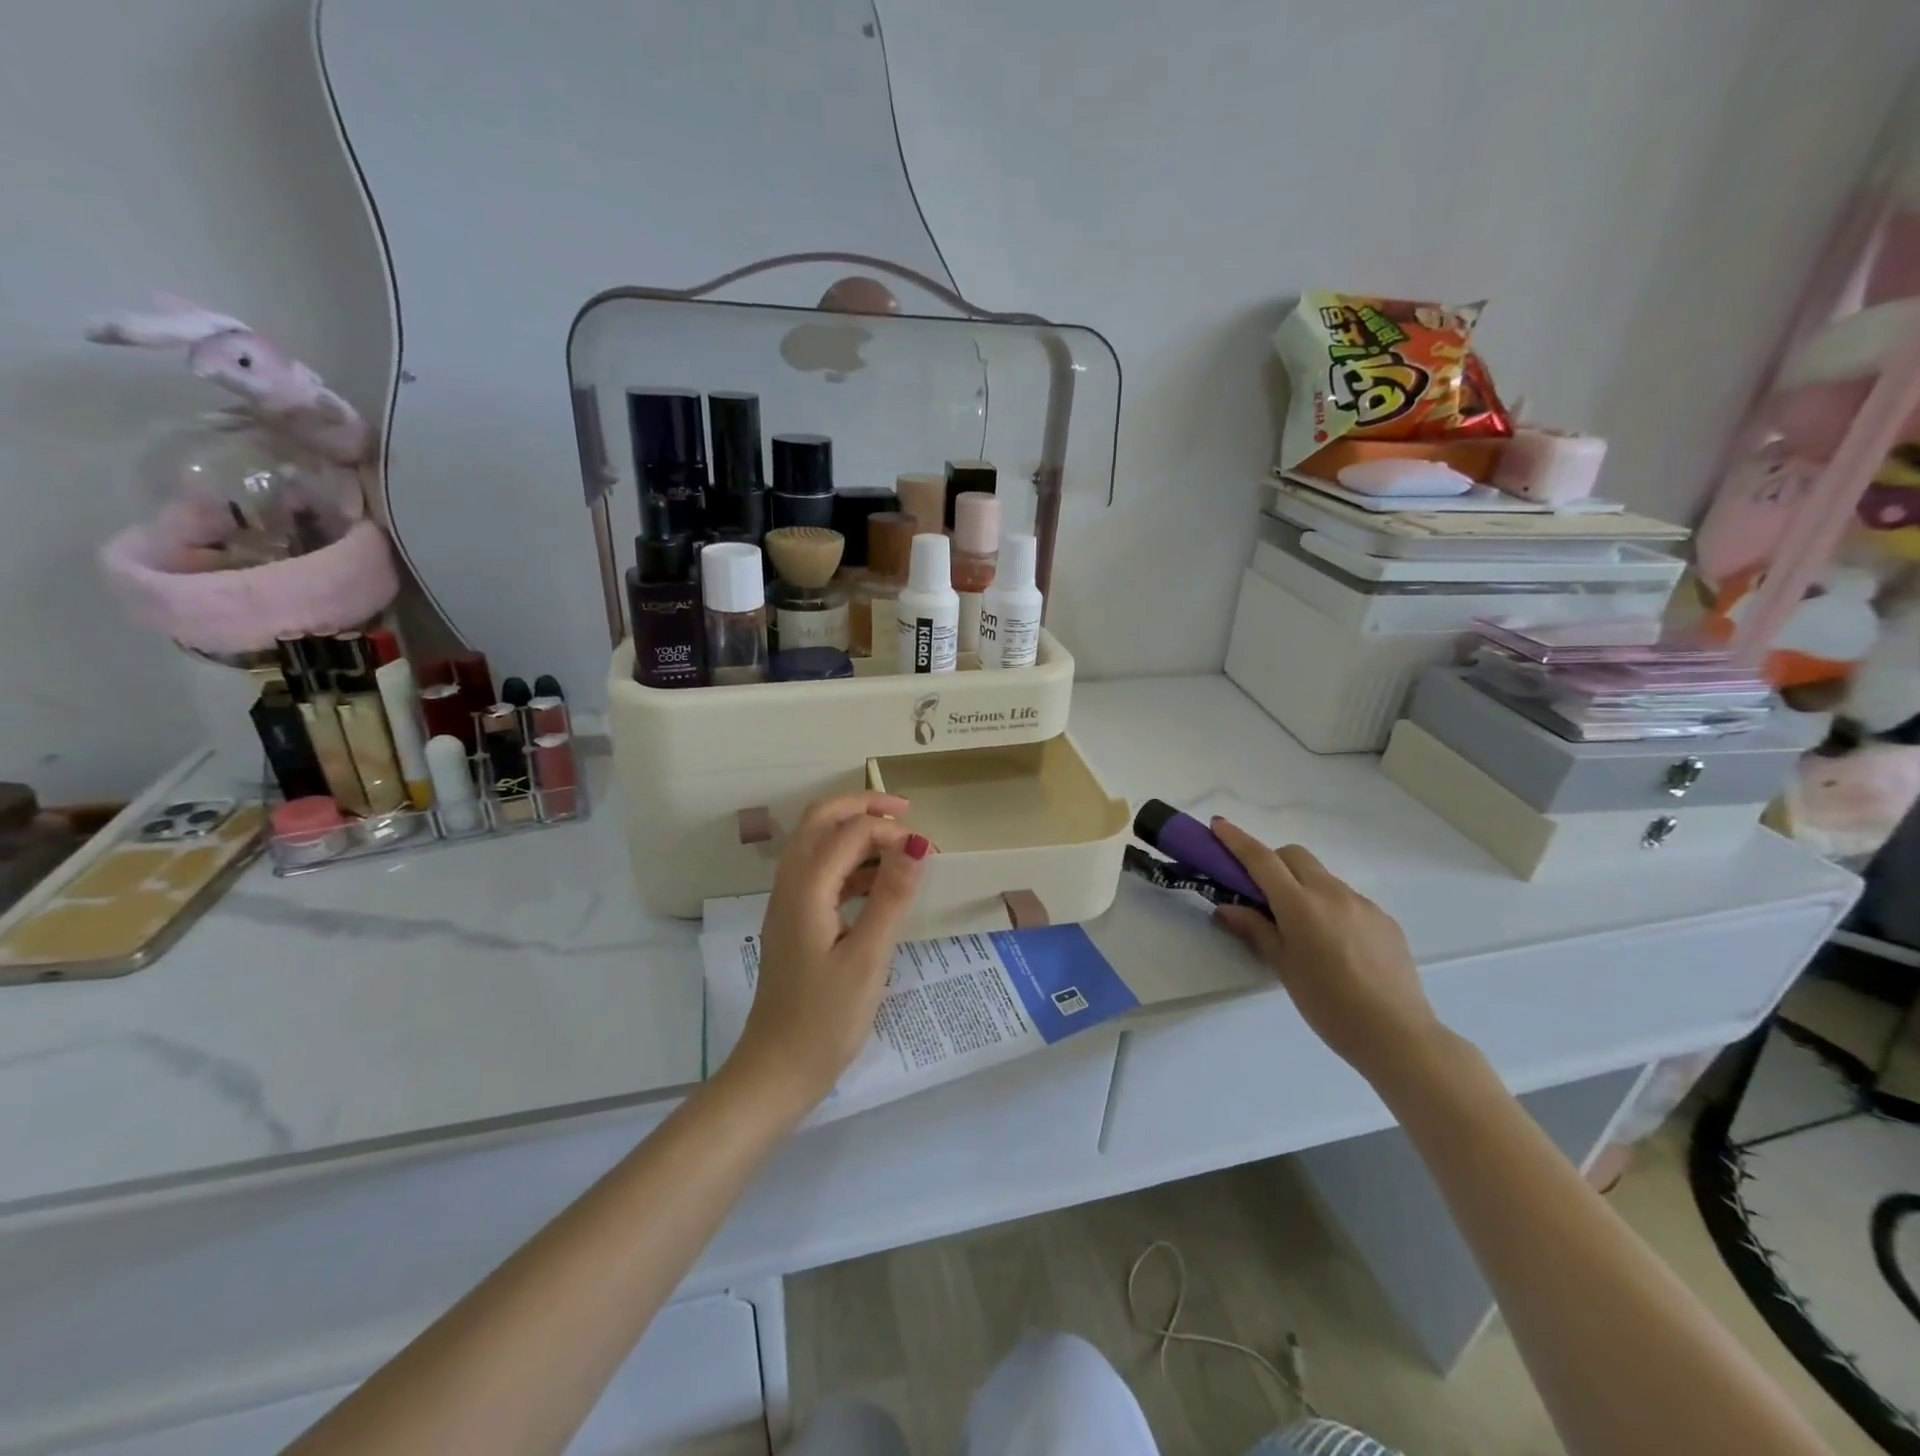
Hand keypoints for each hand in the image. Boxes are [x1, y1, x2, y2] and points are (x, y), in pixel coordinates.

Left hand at [727, 793, 930, 1108]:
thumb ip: (892, 896)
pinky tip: (879, 884)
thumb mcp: (868, 958)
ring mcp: (788, 902)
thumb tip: (917, 843)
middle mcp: (790, 883)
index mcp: (806, 887)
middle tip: (907, 814)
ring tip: (901, 847)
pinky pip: (820, 871)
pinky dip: (850, 862)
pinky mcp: (794, 920)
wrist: (777, 1070)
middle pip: (822, 819)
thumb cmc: (826, 1019)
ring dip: (856, 833)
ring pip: (818, 843)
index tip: (929, 852)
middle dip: (863, 807)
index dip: (892, 831)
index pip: (850, 831)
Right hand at [1209, 818, 1441, 1082]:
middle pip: (1295, 856)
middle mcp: (1332, 893)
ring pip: (1322, 877)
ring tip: (1300, 927)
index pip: (1262, 860)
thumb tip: (1227, 908)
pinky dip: (1329, 906)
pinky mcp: (1384, 920)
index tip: (1218, 824)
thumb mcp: (1283, 967)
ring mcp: (1362, 904)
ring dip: (1302, 885)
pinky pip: (1347, 899)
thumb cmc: (1328, 1005)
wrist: (1398, 1036)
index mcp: (1301, 905)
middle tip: (1260, 892)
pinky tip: (1334, 944)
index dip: (1237, 840)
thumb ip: (1256, 930)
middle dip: (1272, 861)